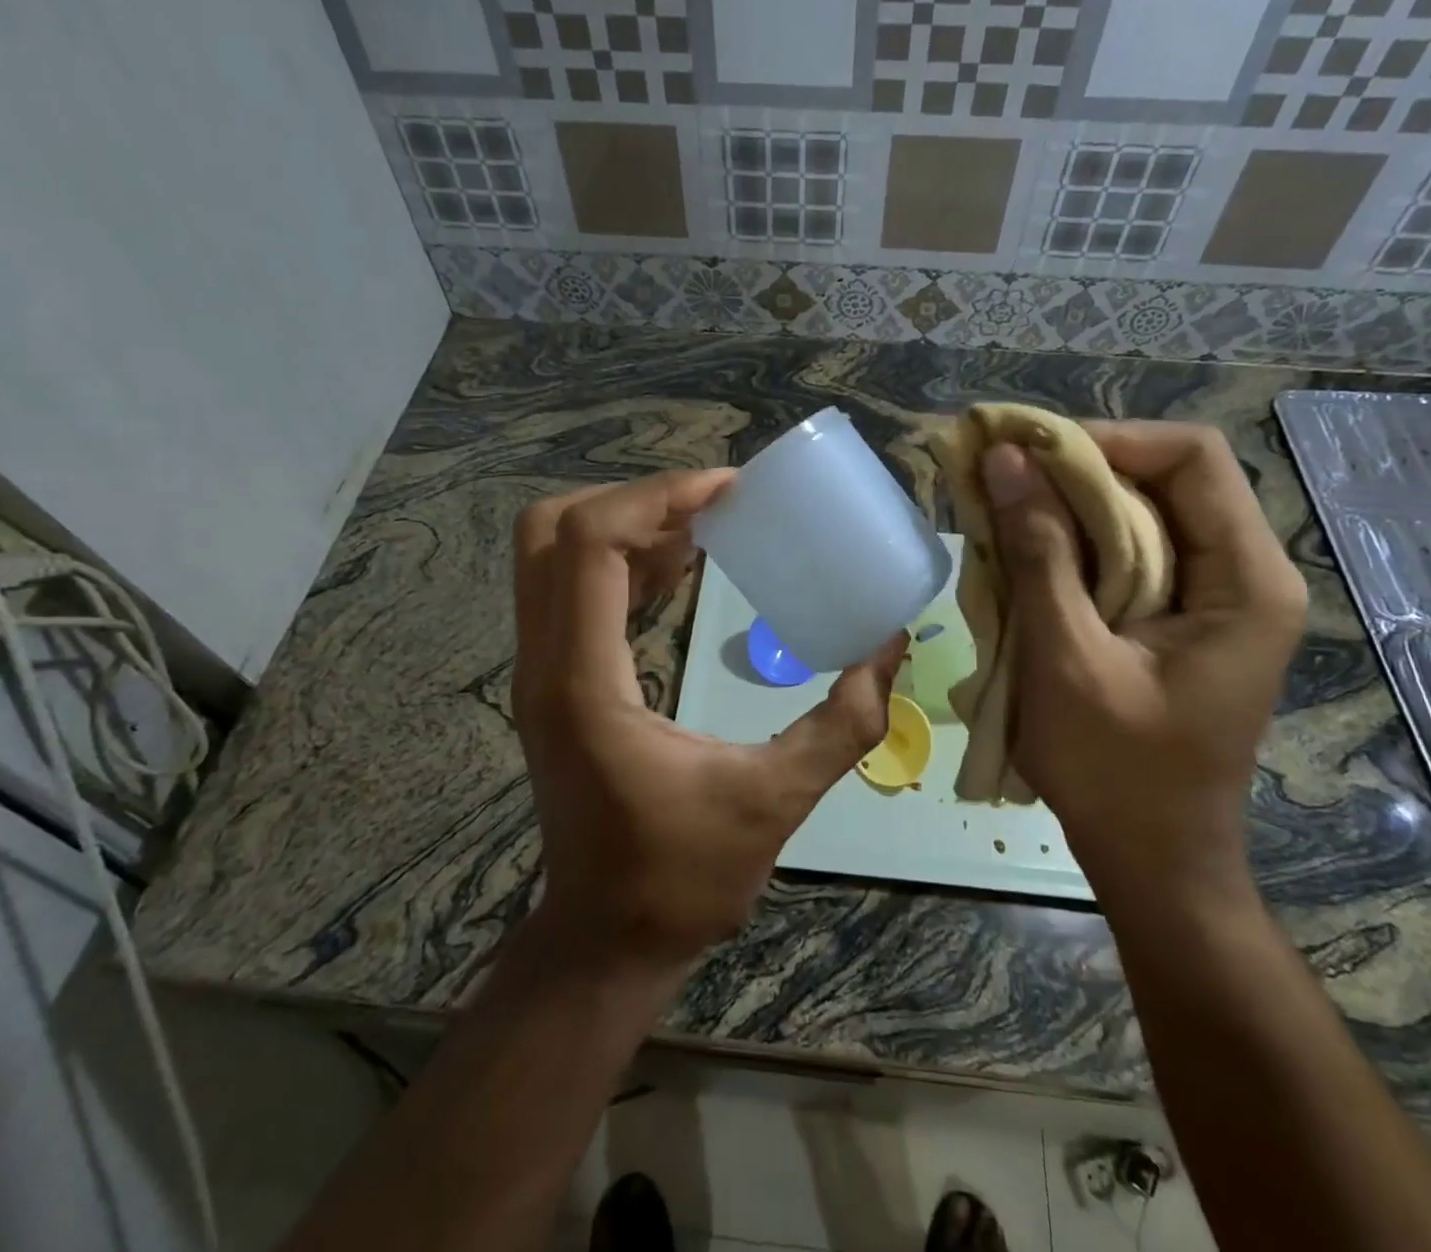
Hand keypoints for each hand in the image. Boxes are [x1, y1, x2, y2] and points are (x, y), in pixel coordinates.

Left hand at [511, 471, 903, 971]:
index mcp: (585, 683)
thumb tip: (892, 644)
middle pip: (552, 529)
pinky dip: (620, 558)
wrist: (606, 939)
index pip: (590, 544)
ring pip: (551, 552)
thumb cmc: (682, 878)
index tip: (730, 491)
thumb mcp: (775, 800)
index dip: (658, 497)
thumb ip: (844, 722)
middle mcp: (545, 663)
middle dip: (634, 499)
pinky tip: (680, 568)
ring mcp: (538, 671)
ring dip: (626, 524)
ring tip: (705, 525)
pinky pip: (569, 587)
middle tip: (712, 506)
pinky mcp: (552, 679)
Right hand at [980, 422, 1306, 909]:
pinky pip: (1127, 554)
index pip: (1192, 457)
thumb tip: (1005, 461)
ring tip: (998, 510)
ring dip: (1066, 507)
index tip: (1029, 454)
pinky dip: (1071, 544)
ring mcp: (1212, 597)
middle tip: (997, 475)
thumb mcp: (1068, 657)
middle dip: (1075, 470)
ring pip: (1139, 514)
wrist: (1152, 859)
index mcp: (1246, 581)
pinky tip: (1022, 555)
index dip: (1107, 440)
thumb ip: (1039, 553)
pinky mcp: (1178, 618)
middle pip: (1163, 479)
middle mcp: (1242, 574)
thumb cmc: (1116, 771)